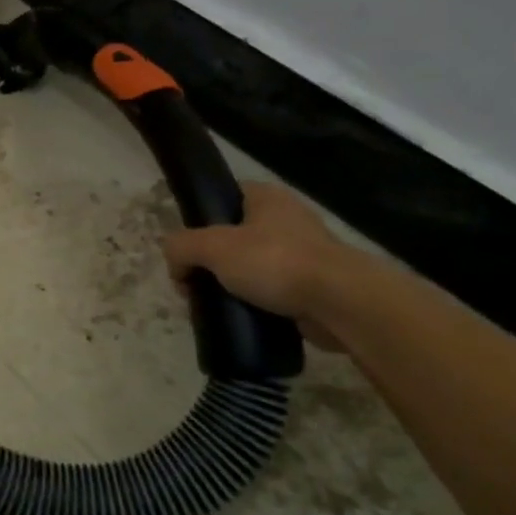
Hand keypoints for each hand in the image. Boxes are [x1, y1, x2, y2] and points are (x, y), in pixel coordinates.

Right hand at [163, 182, 348, 349]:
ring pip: (249, 267)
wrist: (341, 303)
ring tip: (215, 305)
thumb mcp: (212, 247)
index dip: (198, 221)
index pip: (222, 198)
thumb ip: (181, 246)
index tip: (185, 250)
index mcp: (265, 197)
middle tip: (194, 284)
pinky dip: (253, 304)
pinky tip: (240, 317)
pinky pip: (270, 292)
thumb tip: (174, 263)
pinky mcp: (312, 285)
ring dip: (229, 285)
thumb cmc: (275, 262)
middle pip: (231, 237)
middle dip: (208, 262)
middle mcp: (285, 219)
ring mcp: (303, 253)